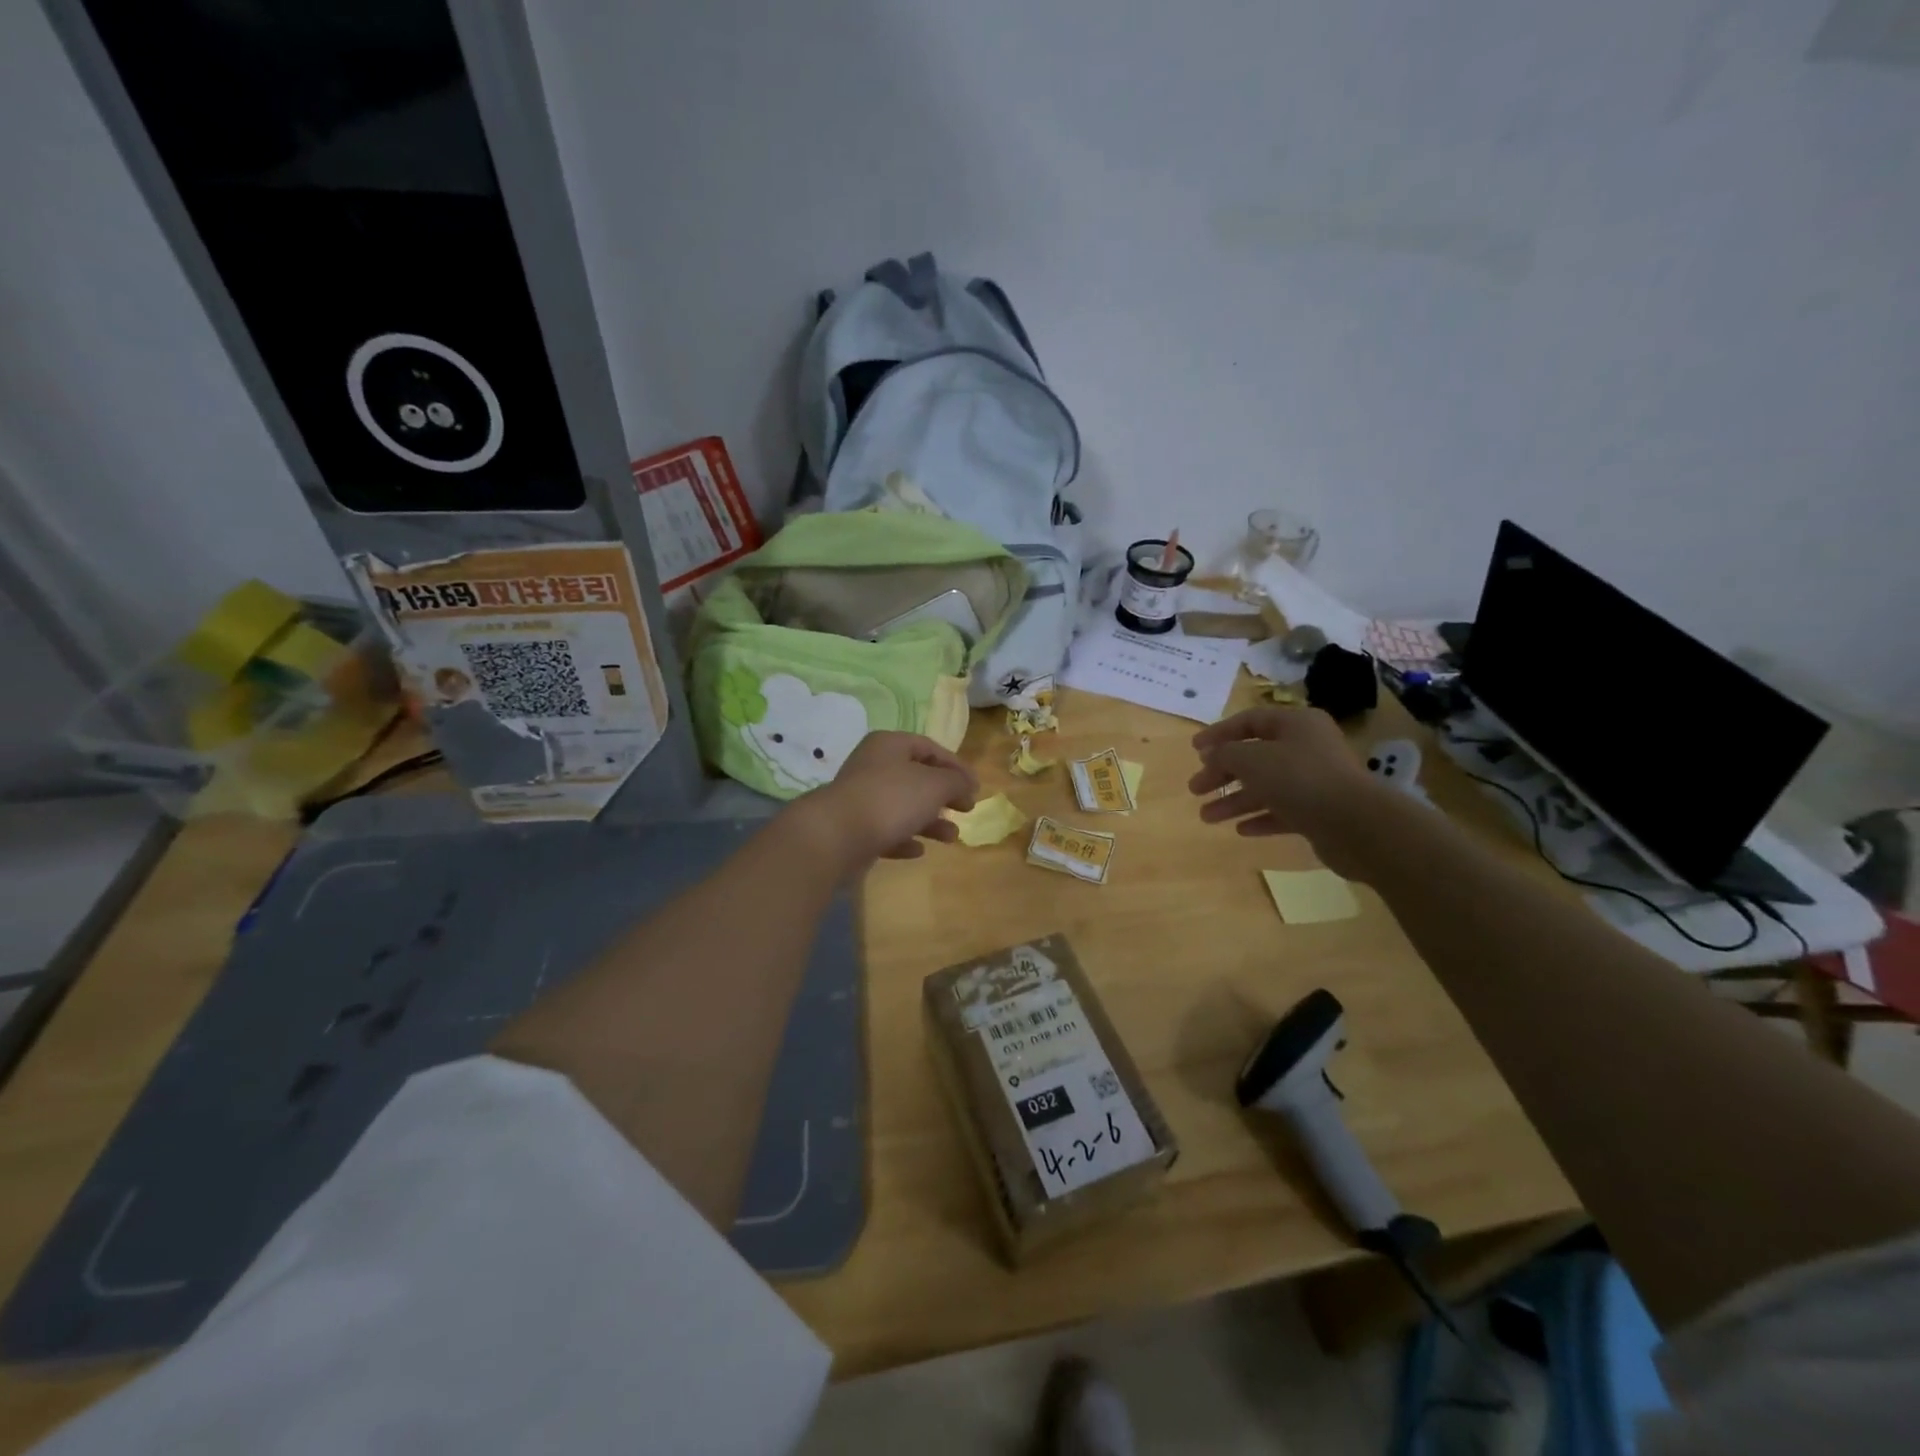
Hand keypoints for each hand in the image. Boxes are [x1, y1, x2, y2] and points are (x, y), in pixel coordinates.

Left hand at [790, 731, 979, 872]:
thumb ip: (956, 781)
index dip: (956, 766)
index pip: (930, 748)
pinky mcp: (854, 828)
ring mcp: (861, 798)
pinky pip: (886, 830)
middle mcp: (873, 766)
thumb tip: (966, 783)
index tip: (976, 788)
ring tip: (951, 837)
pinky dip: (904, 838)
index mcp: (890, 745)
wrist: (836, 836)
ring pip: (903, 806)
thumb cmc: (891, 799)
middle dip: (944, 795)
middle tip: (966, 810)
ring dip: (930, 821)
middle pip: (916, 777)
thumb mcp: (934, 785)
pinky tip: (918, 851)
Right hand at [1188, 707, 1382, 865]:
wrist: (1355, 824)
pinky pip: (1282, 811)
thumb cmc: (1299, 779)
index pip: (1250, 720)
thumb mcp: (1251, 759)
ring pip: (1266, 786)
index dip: (1219, 733)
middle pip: (1255, 756)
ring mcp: (1315, 781)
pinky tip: (1239, 830)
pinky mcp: (1320, 812)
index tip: (1194, 749)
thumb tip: (1212, 756)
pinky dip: (1260, 817)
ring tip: (1206, 817)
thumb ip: (1225, 754)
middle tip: (1195, 789)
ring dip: (1234, 800)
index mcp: (1296, 724)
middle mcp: (1307, 748)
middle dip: (1222, 773)